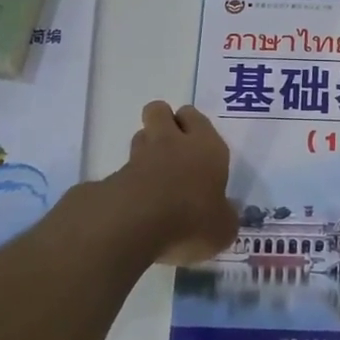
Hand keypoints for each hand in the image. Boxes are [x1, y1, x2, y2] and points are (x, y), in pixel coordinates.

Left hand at [104, 101, 234, 265]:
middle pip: (159, 111)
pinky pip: (123, 170)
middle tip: (173, 149)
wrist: (135, 225)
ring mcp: (139, 157)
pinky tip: (137, 205)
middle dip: (163, 122)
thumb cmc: (192, 219)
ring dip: (145, 150)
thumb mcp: (223, 228)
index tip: (197, 144)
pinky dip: (129, 181)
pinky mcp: (113, 176)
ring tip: (155, 178)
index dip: (193, 125)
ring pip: (140, 137)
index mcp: (206, 146)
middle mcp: (172, 142)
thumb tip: (224, 211)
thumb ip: (225, 216)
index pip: (195, 116)